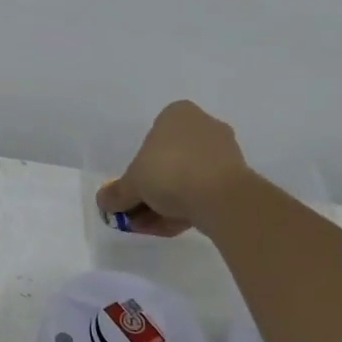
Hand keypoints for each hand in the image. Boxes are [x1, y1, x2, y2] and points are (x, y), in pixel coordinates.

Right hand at [94, 100, 255, 236]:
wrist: (221, 197)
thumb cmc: (170, 173)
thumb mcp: (131, 184)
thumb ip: (116, 193)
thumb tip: (103, 201)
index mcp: (178, 114)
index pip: (151, 139)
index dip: (138, 170)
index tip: (132, 193)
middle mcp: (203, 125)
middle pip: (168, 161)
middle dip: (153, 190)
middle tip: (139, 214)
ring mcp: (224, 151)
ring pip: (187, 178)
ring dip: (168, 203)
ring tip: (155, 227)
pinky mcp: (238, 176)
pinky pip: (205, 191)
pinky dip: (189, 207)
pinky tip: (176, 227)